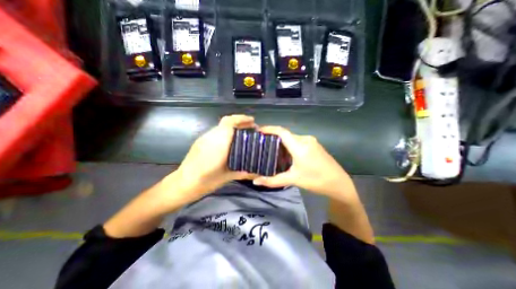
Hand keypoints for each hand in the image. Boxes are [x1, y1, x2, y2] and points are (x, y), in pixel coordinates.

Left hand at [165, 113, 257, 202]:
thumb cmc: (206, 182)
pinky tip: (230, 141)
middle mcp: (211, 137)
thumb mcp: (227, 177)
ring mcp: (204, 138)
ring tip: (243, 134)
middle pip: (226, 122)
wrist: (183, 184)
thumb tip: (257, 172)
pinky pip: (216, 132)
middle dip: (240, 122)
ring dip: (233, 127)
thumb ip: (243, 172)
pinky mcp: (200, 141)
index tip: (253, 121)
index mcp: (218, 145)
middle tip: (251, 128)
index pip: (229, 124)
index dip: (241, 119)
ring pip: (221, 126)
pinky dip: (226, 132)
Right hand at [252, 125, 356, 201]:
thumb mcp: (293, 179)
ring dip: (282, 141)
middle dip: (273, 137)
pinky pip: (298, 141)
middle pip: (286, 134)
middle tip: (262, 143)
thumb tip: (256, 182)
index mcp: (299, 146)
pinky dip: (289, 144)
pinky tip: (285, 153)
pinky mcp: (314, 145)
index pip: (281, 132)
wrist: (339, 183)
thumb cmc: (316, 180)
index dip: (269, 129)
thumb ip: (273, 180)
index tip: (258, 130)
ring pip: (292, 138)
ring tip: (271, 148)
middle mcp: (305, 139)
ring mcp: (311, 141)